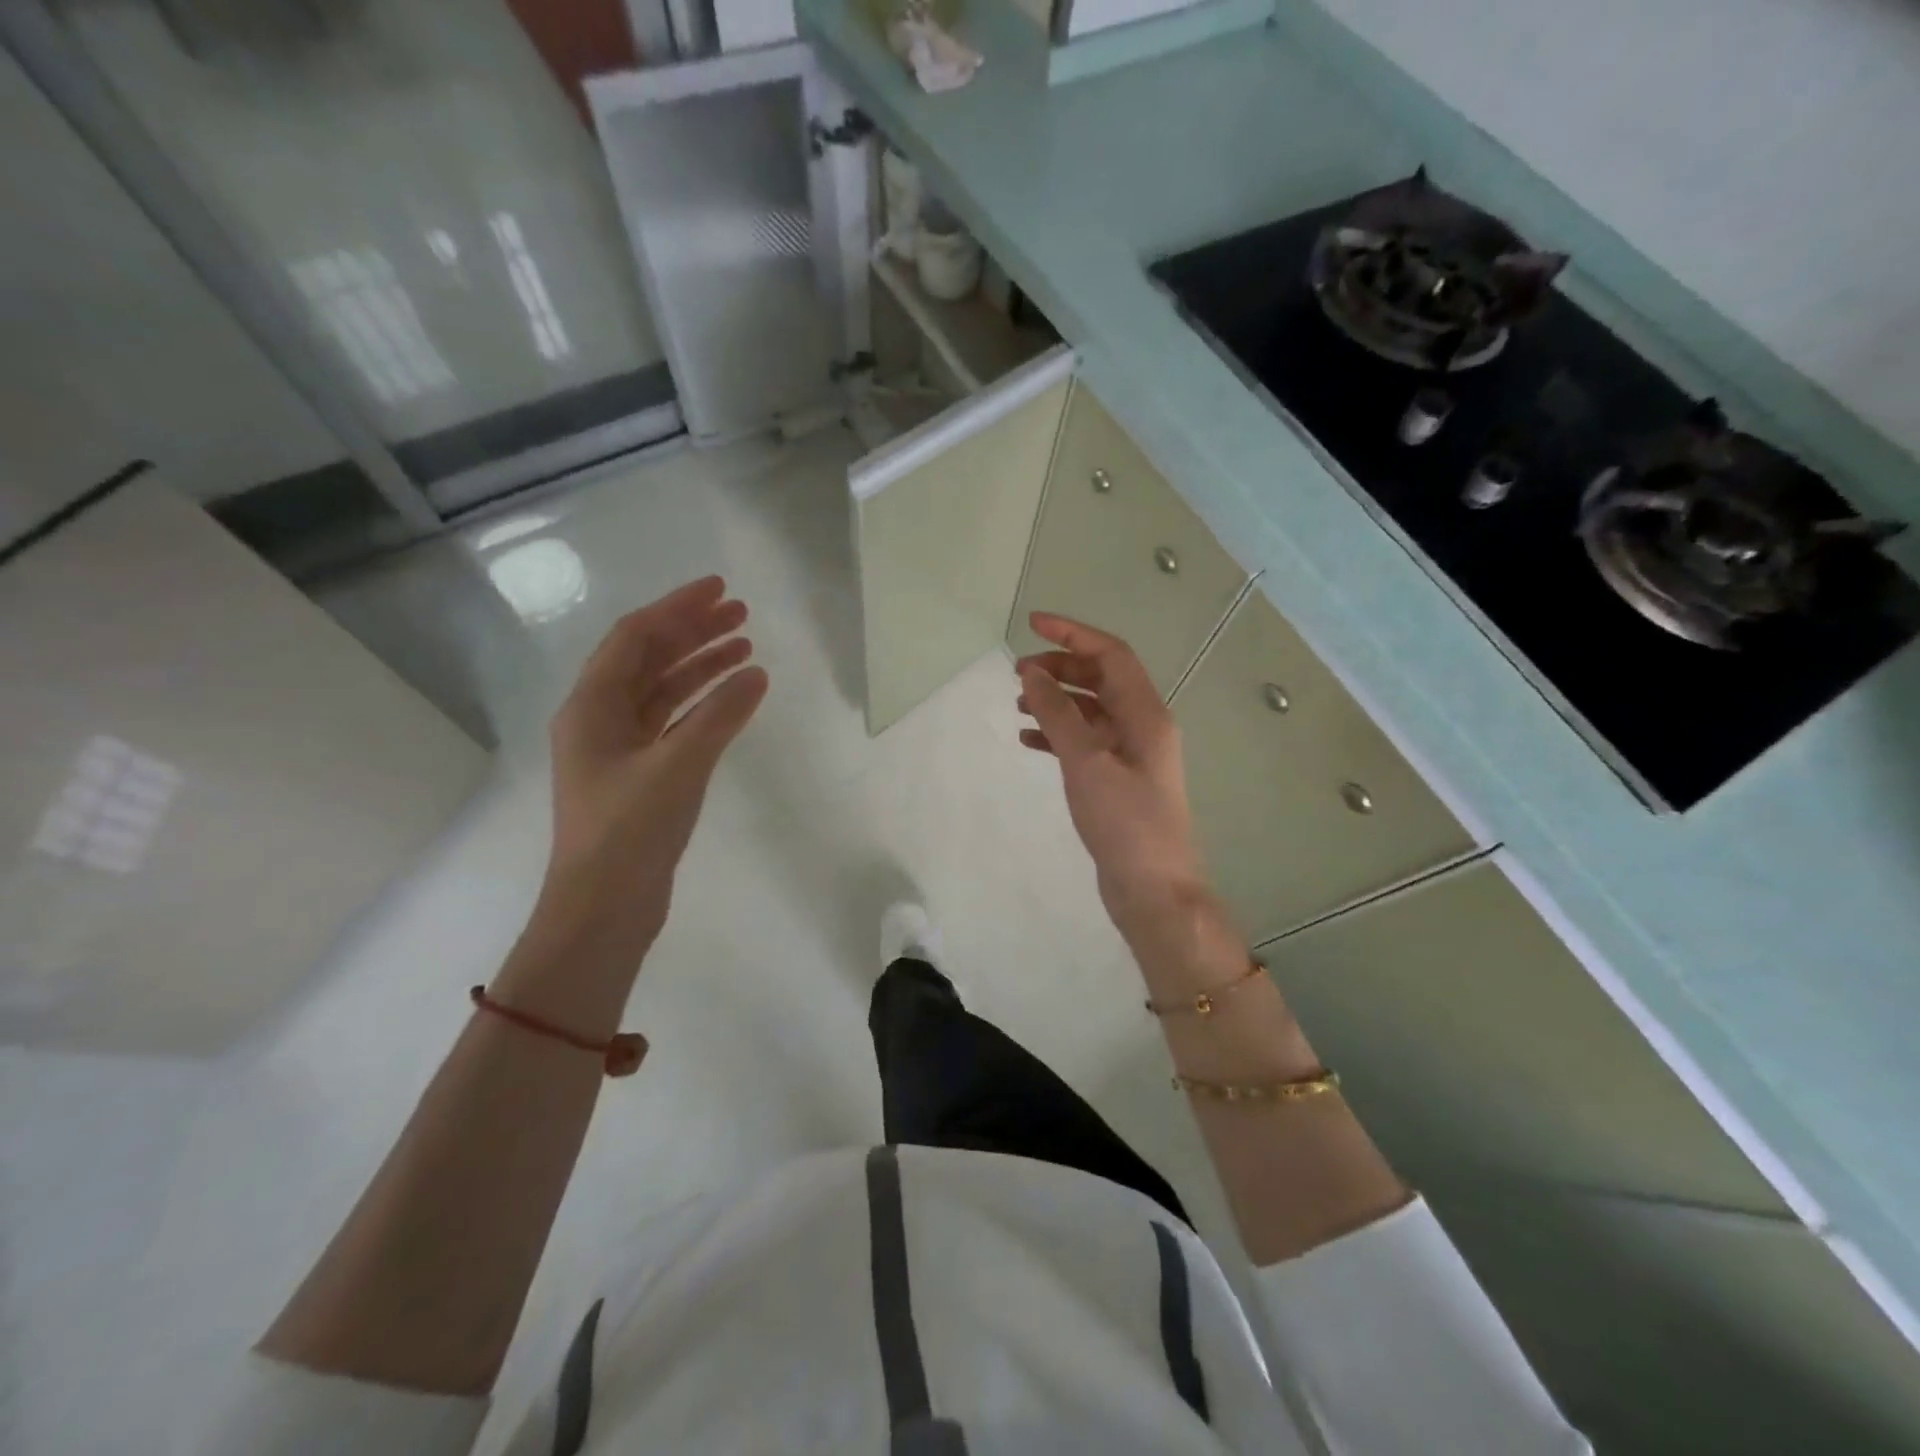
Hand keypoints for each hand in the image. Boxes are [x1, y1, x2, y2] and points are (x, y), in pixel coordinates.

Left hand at [543, 576, 767, 947]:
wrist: (604, 907)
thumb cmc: (630, 830)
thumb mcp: (678, 765)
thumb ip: (720, 715)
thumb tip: (757, 674)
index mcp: (591, 707)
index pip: (635, 638)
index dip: (678, 608)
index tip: (720, 589)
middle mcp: (599, 719)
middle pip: (648, 659)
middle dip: (693, 632)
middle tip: (741, 614)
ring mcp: (619, 749)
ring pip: (662, 691)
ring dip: (700, 667)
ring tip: (746, 649)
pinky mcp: (639, 775)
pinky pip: (672, 723)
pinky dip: (702, 706)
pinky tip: (734, 699)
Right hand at [1015, 613, 1211, 943]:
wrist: (1154, 890)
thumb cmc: (1125, 824)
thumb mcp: (1087, 763)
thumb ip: (1058, 714)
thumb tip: (1032, 673)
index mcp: (1146, 714)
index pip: (1111, 654)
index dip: (1073, 634)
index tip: (1033, 624)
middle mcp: (1143, 726)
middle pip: (1101, 679)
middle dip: (1060, 668)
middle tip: (1017, 674)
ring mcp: (1132, 755)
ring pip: (1091, 710)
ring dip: (1057, 700)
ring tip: (1017, 704)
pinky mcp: (1118, 780)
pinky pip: (1086, 742)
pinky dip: (1058, 734)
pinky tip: (1029, 740)